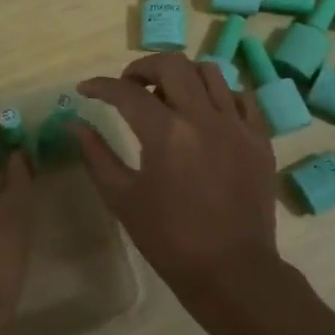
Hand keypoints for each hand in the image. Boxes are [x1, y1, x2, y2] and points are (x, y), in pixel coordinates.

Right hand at [73, 54, 281, 334]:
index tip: (85, 89)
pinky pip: (241, 97)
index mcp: (166, 133)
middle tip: (129, 86)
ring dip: (182, 75)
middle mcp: (203, 117)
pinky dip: (219, 94)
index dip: (100, 86)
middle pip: (172, 64)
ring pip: (210, 72)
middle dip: (142, 67)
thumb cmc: (169, 239)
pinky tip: (206, 112)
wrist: (231, 271)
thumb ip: (96, 155)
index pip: (126, 92)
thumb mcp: (122, 198)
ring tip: (168, 95)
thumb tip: (74, 123)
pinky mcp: (260, 139)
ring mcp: (237, 125)